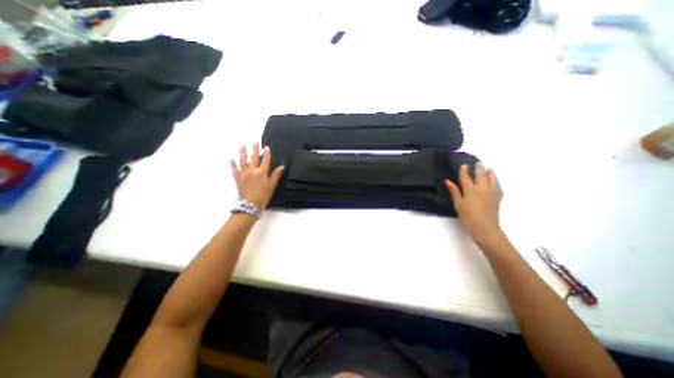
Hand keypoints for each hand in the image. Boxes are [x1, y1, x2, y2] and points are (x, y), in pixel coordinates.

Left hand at [230, 143, 284, 209]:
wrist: (250, 204)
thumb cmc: (263, 195)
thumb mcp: (272, 185)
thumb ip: (276, 175)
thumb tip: (282, 166)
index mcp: (262, 172)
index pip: (265, 160)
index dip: (266, 153)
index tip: (266, 147)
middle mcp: (252, 170)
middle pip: (254, 158)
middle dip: (255, 149)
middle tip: (255, 142)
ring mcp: (243, 173)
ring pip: (243, 161)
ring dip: (243, 152)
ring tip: (242, 145)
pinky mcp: (237, 178)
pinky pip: (234, 169)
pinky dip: (232, 164)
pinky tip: (231, 159)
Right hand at [446, 161, 502, 242]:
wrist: (484, 227)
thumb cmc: (467, 215)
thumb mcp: (458, 203)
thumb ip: (454, 191)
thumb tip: (448, 181)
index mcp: (470, 190)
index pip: (466, 177)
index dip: (464, 171)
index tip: (464, 165)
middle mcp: (482, 188)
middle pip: (480, 176)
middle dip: (479, 169)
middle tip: (478, 163)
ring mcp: (491, 193)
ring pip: (492, 179)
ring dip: (490, 173)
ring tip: (489, 169)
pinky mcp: (497, 198)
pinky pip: (498, 186)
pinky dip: (496, 182)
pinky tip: (495, 181)